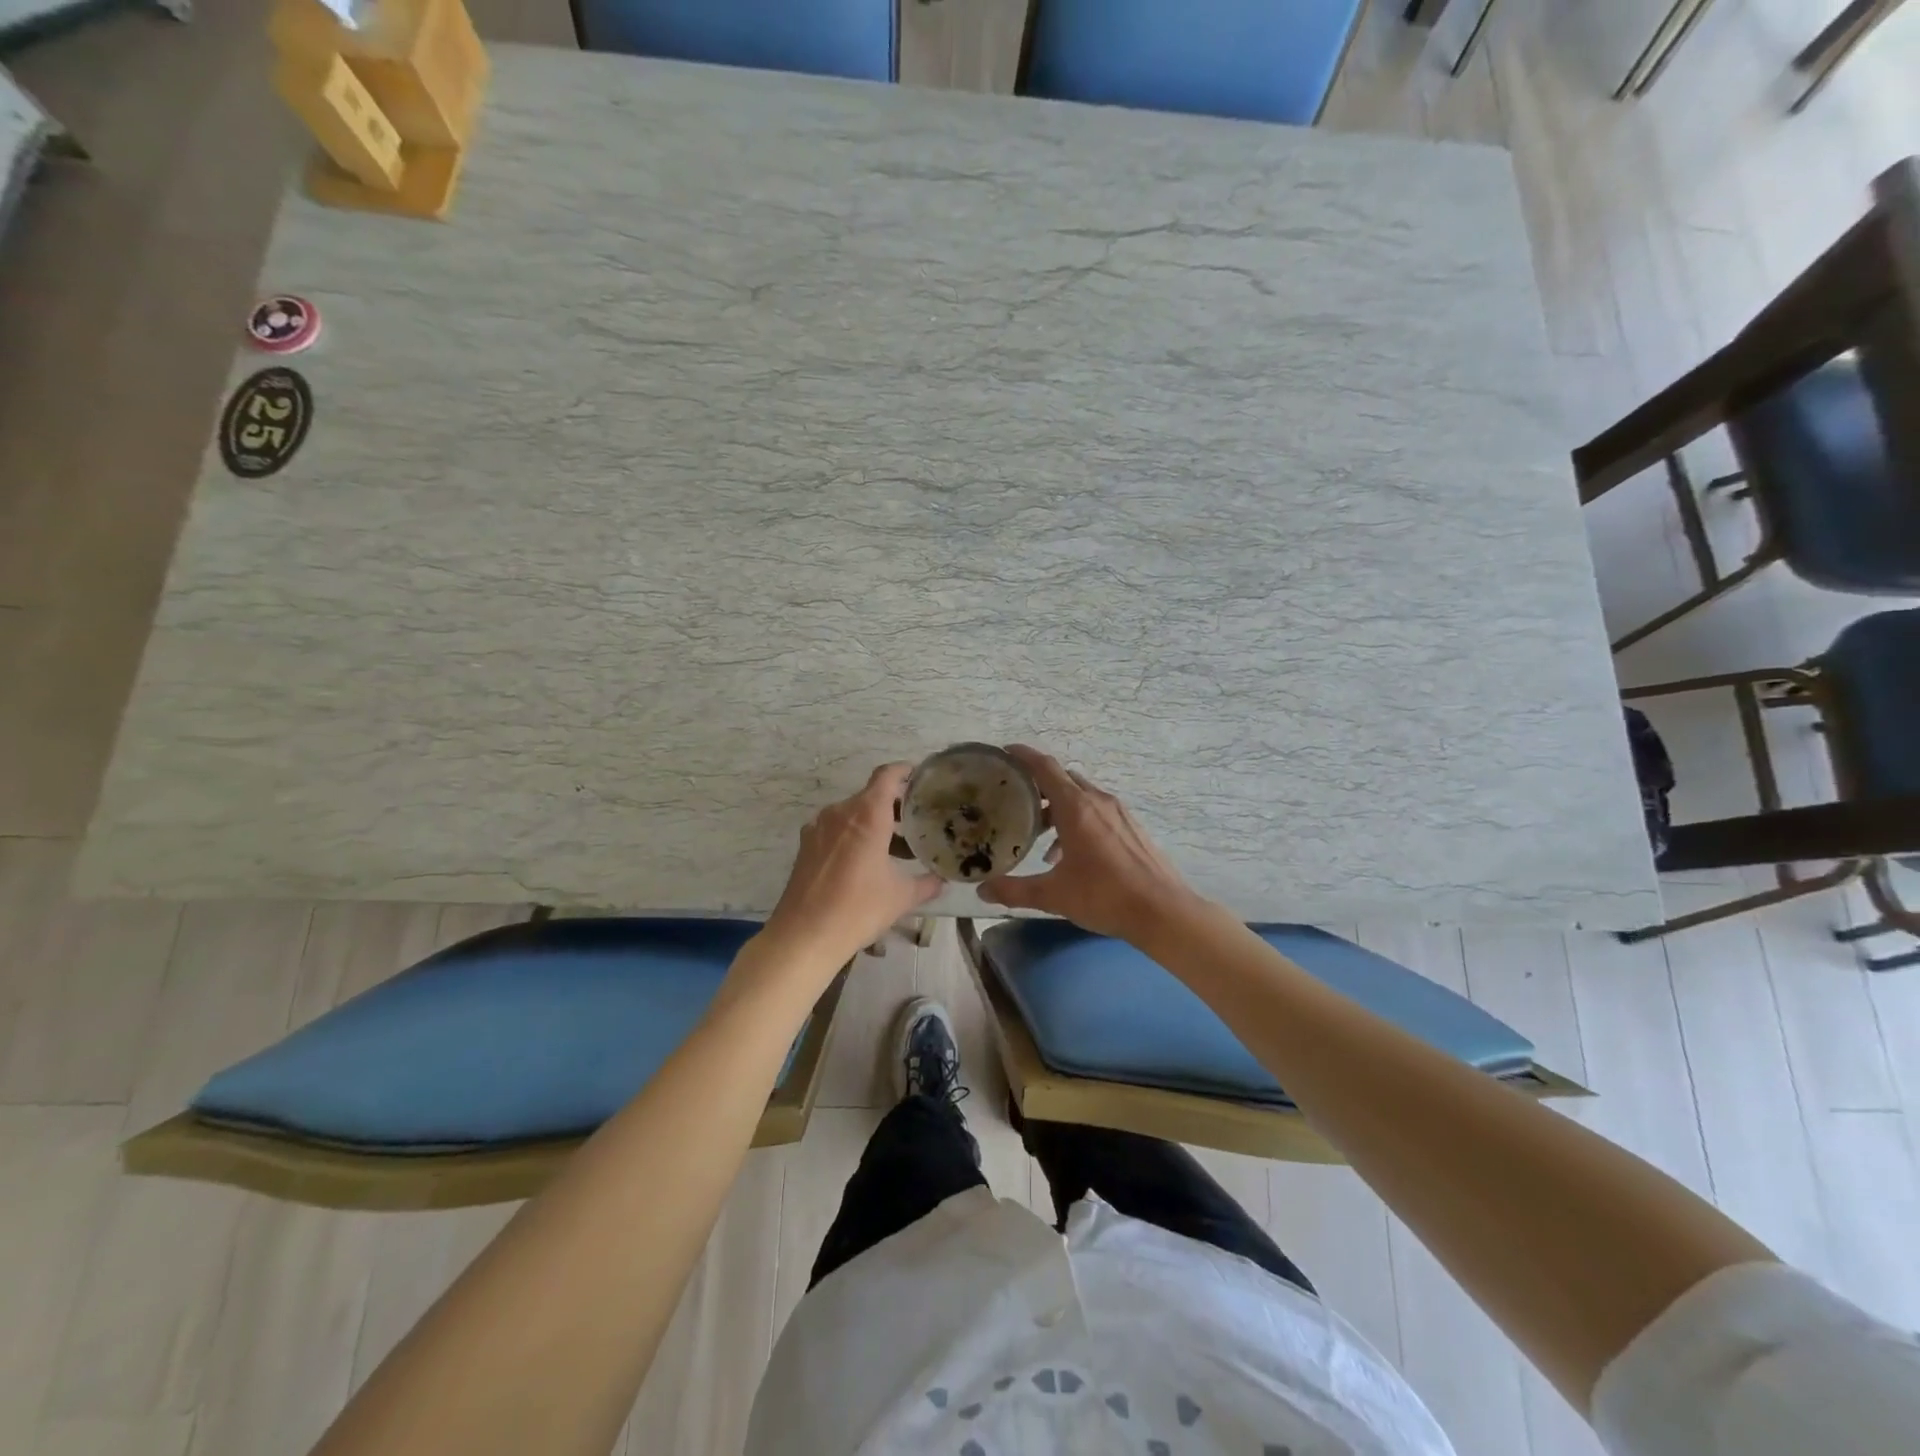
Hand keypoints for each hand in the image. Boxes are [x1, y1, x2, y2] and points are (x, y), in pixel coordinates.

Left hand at [761, 763, 942, 972]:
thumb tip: (943, 880)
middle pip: (871, 796)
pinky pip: (836, 830)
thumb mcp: (902, 897)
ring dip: (875, 824)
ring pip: (853, 814)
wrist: (804, 936)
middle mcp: (841, 812)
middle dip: (895, 806)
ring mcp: (819, 827)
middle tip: (918, 824)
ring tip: (895, 849)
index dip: (905, 771)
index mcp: (867, 814)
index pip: (887, 775)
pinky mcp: (806, 845)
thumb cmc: (859, 908)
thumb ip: (927, 883)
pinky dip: (854, 836)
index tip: (921, 778)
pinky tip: (865, 863)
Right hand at [978, 745, 1202, 944]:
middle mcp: (1097, 801)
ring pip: (1081, 797)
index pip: (1045, 768)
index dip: (1024, 756)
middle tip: (1016, 802)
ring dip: (1059, 809)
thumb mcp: (1053, 895)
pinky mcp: (1132, 828)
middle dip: (1039, 787)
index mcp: (1076, 808)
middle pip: (1063, 780)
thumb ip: (1014, 890)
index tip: (1005, 752)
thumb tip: (983, 890)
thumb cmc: (1104, 896)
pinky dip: (1079, 821)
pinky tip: (1071, 856)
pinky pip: (1098, 812)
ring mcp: (1119, 813)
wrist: (1162, 911)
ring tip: (1040, 837)